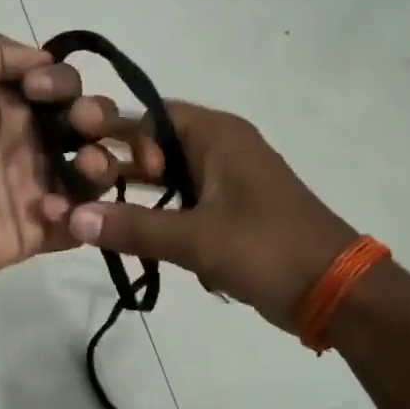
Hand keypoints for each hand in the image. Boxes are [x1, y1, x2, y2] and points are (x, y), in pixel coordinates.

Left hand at [0, 35, 135, 295]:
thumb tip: (44, 62)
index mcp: (11, 104)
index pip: (63, 86)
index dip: (63, 82)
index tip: (38, 91)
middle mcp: (30, 142)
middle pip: (89, 125)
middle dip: (98, 117)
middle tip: (81, 125)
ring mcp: (38, 187)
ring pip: (96, 172)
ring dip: (101, 163)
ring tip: (83, 166)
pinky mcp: (41, 229)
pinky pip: (82, 221)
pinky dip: (81, 212)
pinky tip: (49, 207)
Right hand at [65, 101, 355, 329]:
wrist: (337, 292)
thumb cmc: (267, 250)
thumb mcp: (195, 239)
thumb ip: (132, 227)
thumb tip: (72, 218)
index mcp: (217, 135)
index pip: (151, 116)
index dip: (117, 137)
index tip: (90, 167)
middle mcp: (222, 147)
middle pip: (157, 146)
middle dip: (123, 171)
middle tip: (86, 196)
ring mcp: (229, 180)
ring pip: (170, 178)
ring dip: (141, 199)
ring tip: (103, 221)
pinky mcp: (233, 211)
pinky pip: (186, 203)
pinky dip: (164, 218)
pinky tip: (139, 242)